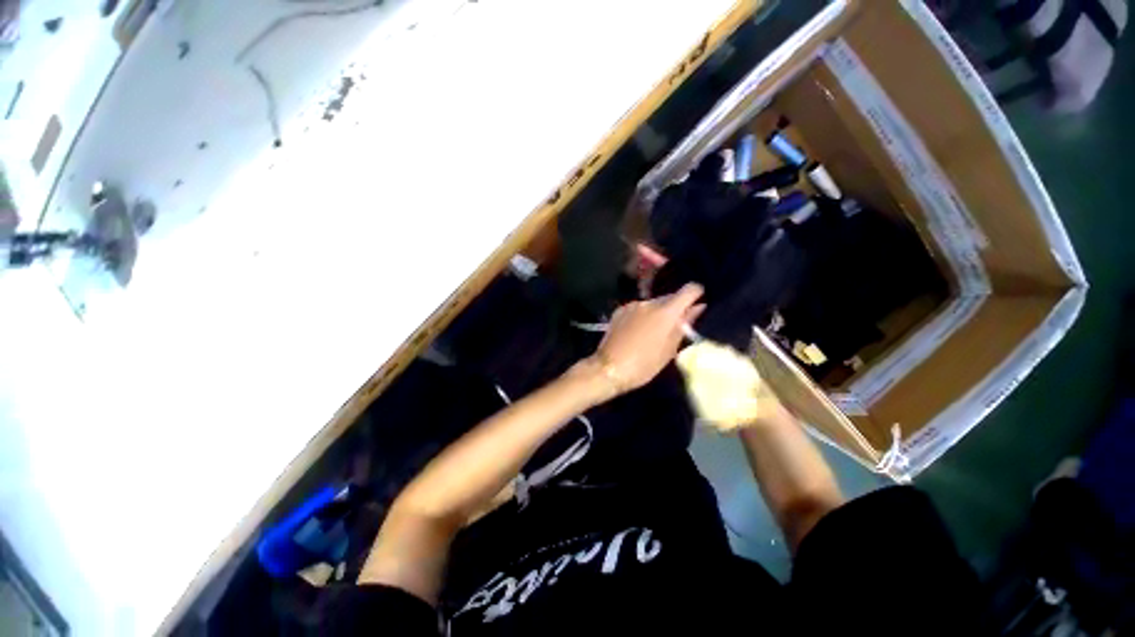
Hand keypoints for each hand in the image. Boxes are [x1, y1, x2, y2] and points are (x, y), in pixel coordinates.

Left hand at [594, 283, 704, 392]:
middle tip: (675, 326)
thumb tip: (698, 307)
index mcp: (666, 311)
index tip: (698, 303)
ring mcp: (632, 305)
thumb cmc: (644, 364)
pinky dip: (642, 315)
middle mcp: (649, 302)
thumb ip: (684, 325)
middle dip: (675, 308)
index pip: (689, 289)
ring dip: (658, 312)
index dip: (697, 294)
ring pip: (653, 303)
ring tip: (654, 332)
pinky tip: (638, 331)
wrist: (609, 368)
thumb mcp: (670, 349)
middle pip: (669, 297)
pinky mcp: (619, 311)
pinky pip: (637, 308)